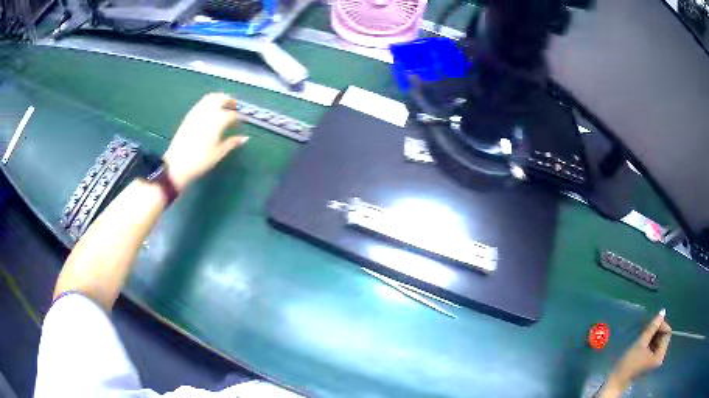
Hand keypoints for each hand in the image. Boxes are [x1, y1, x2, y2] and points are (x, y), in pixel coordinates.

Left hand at [163, 93, 247, 190]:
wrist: (177, 165)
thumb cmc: (200, 161)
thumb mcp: (218, 154)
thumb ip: (231, 143)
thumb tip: (245, 138)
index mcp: (217, 122)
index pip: (232, 114)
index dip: (239, 117)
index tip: (242, 121)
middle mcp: (208, 113)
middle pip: (221, 99)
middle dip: (230, 100)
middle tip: (235, 106)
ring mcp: (197, 113)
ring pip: (210, 98)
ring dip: (219, 98)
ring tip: (224, 104)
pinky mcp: (189, 116)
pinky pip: (201, 103)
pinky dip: (209, 102)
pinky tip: (210, 110)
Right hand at [599, 309, 671, 396]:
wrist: (616, 382)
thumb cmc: (629, 364)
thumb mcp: (640, 343)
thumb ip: (652, 327)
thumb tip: (662, 311)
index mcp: (660, 355)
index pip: (667, 332)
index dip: (661, 325)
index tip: (651, 322)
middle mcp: (660, 357)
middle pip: (663, 337)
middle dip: (656, 330)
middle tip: (647, 326)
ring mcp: (655, 360)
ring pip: (658, 341)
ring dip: (653, 335)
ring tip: (644, 332)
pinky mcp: (649, 361)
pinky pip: (654, 347)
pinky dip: (650, 341)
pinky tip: (643, 340)